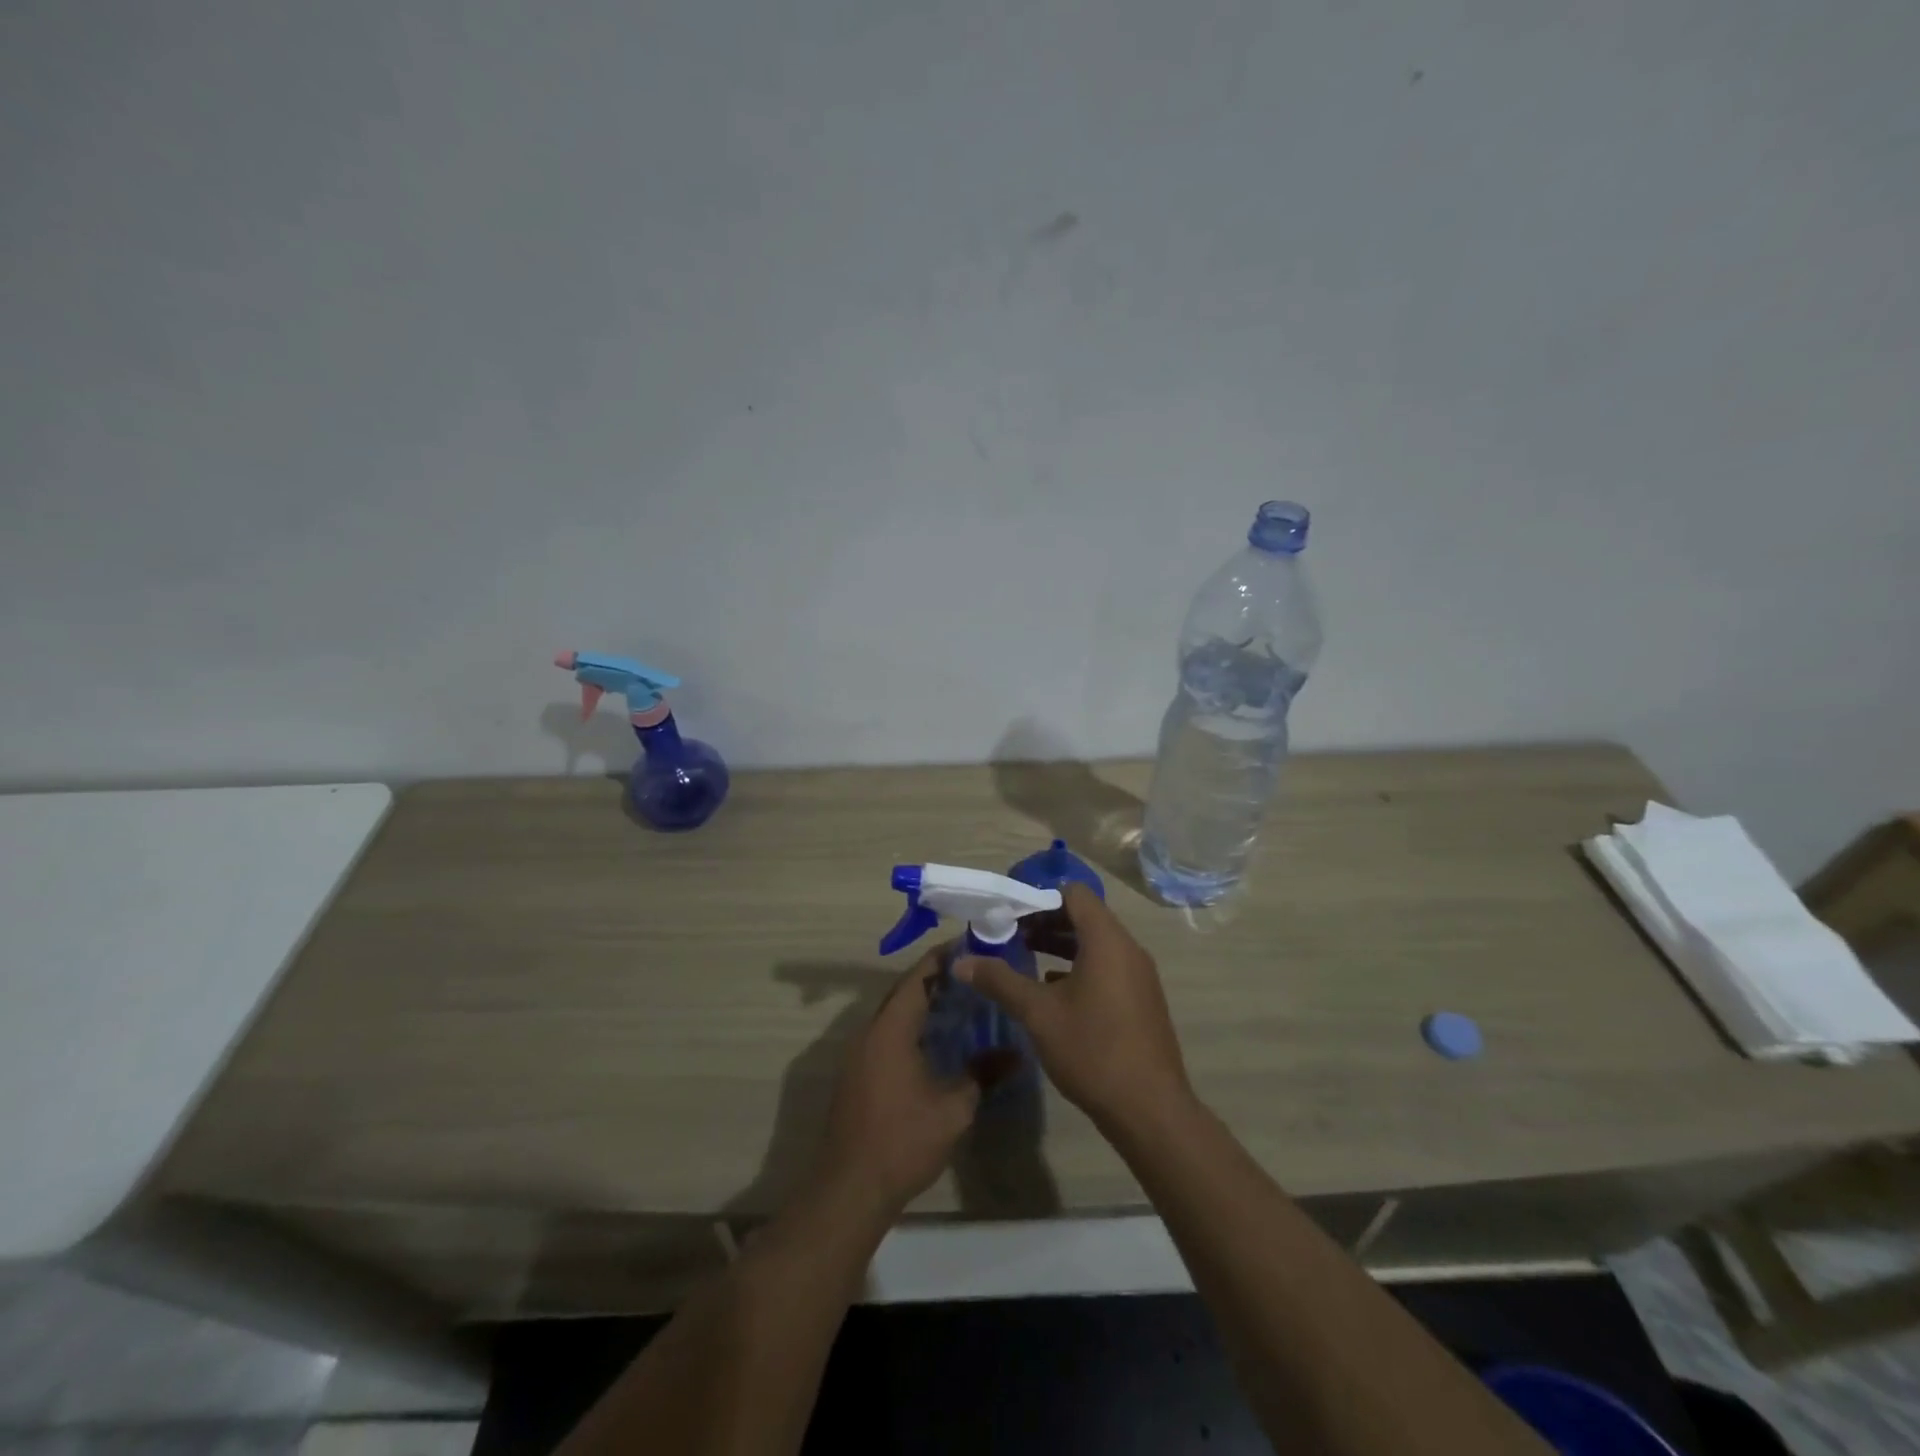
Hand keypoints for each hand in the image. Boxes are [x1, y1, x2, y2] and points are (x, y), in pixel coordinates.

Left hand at [812, 952, 980, 1218]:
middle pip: (903, 991)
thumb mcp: (954, 1108)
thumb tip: (1016, 1054)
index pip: (918, 977)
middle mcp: (870, 1031)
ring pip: (893, 1014)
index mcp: (891, 1028)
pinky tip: (934, 1041)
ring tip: (960, 1002)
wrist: (850, 1188)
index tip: (970, 946)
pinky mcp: (856, 1074)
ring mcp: (859, 1053)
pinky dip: (910, 1026)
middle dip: (935, 979)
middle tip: (972, 974)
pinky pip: (886, 1034)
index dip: (942, 959)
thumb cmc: (903, 1140)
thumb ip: (983, 1073)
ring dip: (922, 1004)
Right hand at [955, 883, 1190, 1131]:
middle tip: (1009, 934)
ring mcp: (1138, 975)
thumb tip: (961, 962)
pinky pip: (1107, 966)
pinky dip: (1078, 967)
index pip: (1074, 893)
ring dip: (1060, 944)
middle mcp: (1128, 949)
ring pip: (1095, 944)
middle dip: (1045, 921)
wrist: (1150, 1109)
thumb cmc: (1092, 1050)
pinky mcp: (1141, 999)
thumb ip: (1000, 981)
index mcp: (1107, 940)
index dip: (1039, 896)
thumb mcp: (1038, 1013)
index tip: (1009, 912)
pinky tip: (1051, 989)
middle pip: (1084, 916)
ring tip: (1024, 956)